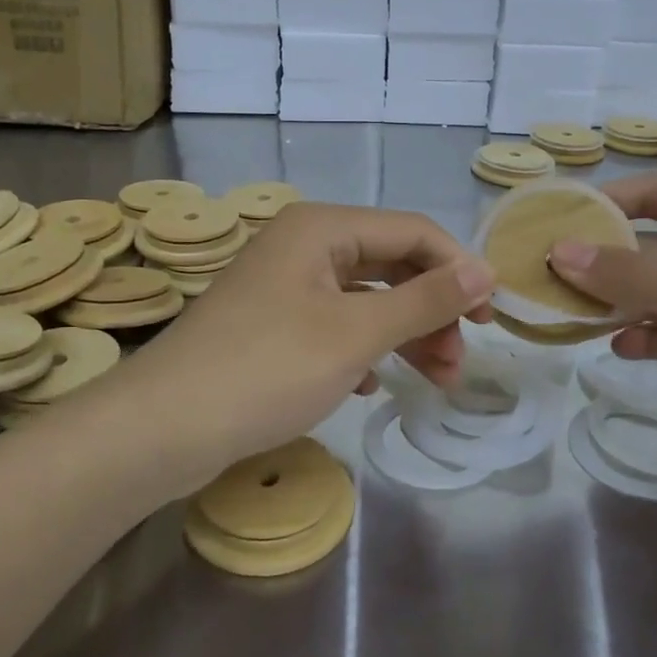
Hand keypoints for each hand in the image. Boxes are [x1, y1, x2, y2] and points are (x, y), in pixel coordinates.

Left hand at [93, 203, 494, 496]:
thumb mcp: (356, 333)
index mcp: (322, 229)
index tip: (492, 319)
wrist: (164, 428)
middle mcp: (302, 246)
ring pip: (364, 300)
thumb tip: (484, 270)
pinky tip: (371, 385)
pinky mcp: (270, 325)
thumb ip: (425, 300)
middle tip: (459, 363)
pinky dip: (363, 349)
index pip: (413, 233)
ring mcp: (282, 286)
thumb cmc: (268, 368)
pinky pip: (334, 326)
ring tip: (434, 381)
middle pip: (390, 266)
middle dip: (431, 312)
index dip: (459, 270)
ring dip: (403, 335)